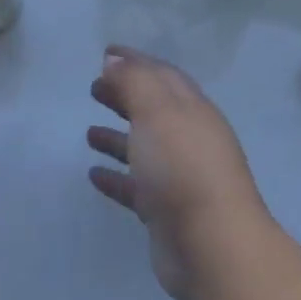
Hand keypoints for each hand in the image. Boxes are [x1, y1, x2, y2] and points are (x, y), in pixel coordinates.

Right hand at [86, 47, 273, 299]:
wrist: (212, 246)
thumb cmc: (183, 166)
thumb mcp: (157, 110)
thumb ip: (134, 81)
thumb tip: (114, 60)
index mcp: (191, 109)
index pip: (161, 74)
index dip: (135, 61)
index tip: (105, 53)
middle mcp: (189, 138)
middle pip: (153, 109)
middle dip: (125, 96)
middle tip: (93, 89)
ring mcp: (179, 176)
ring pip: (144, 148)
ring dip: (117, 138)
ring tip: (88, 133)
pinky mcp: (166, 211)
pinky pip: (136, 187)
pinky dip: (116, 177)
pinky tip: (93, 175)